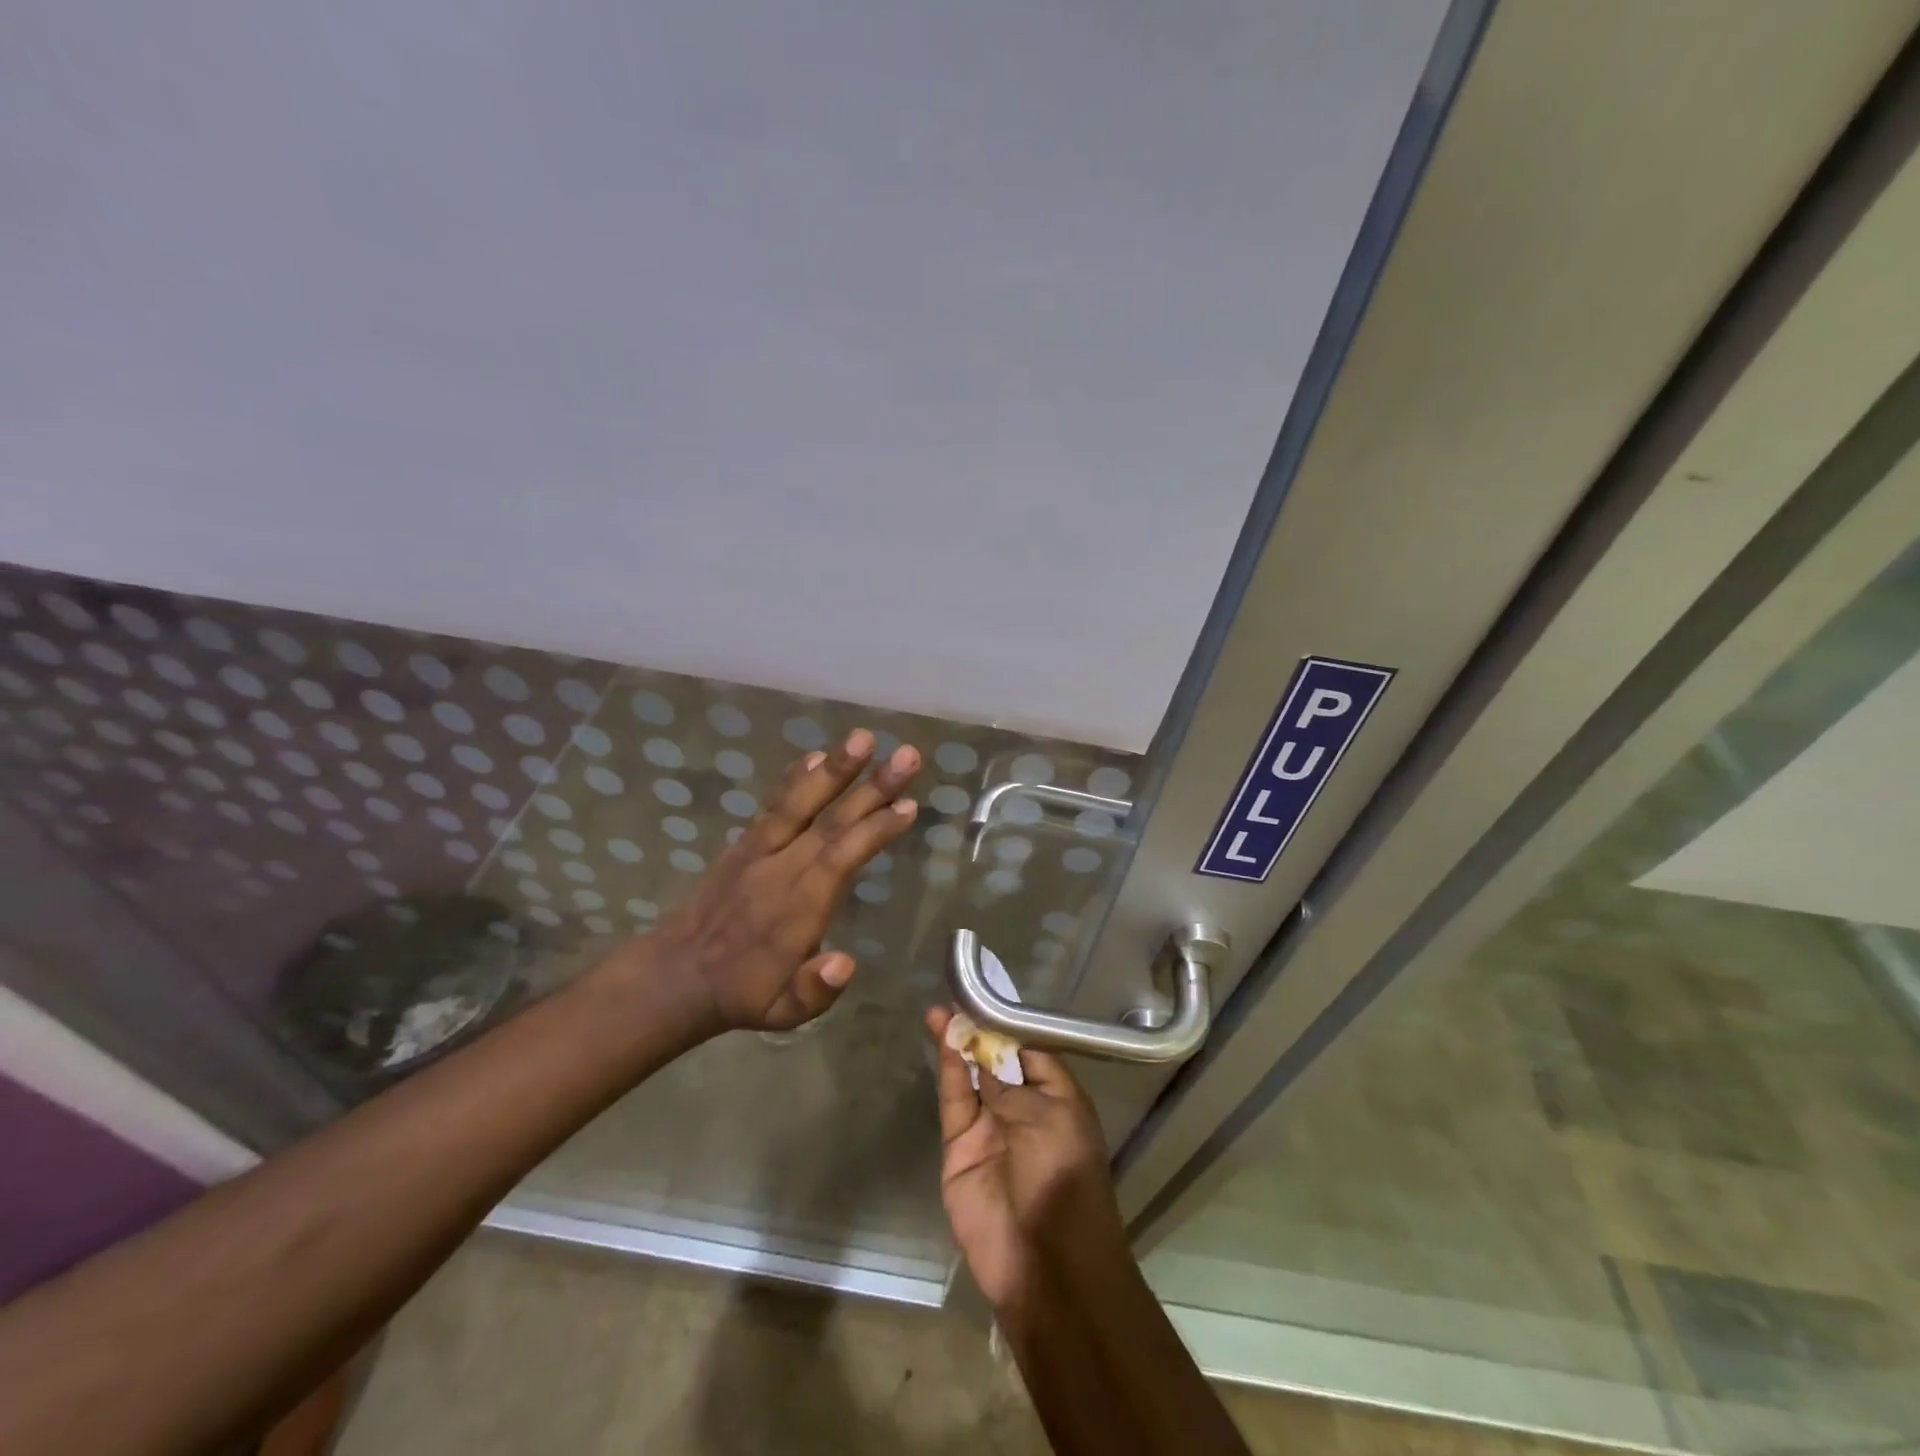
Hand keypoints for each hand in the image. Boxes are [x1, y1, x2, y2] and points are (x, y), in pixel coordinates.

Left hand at [651, 731, 919, 1033]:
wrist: (676, 974)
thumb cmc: (744, 994)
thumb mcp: (782, 1013)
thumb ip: (815, 990)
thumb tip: (846, 963)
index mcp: (797, 907)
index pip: (841, 858)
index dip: (875, 829)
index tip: (908, 804)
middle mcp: (781, 869)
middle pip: (831, 821)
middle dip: (871, 787)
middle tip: (907, 755)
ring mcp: (759, 851)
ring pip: (800, 802)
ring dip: (834, 769)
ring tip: (863, 737)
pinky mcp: (745, 844)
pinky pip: (773, 804)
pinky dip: (795, 778)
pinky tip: (816, 754)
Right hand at [926, 1006, 1127, 1313]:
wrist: (1044, 1264)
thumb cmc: (1063, 1178)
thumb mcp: (1047, 1118)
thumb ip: (1009, 1083)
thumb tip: (982, 1056)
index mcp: (1058, 1100)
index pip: (1031, 1052)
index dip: (1009, 1027)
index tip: (987, 996)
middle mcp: (1024, 1109)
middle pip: (998, 1061)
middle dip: (980, 1031)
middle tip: (958, 996)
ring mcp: (990, 1128)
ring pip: (972, 1076)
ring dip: (959, 1043)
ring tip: (942, 1011)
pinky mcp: (960, 1147)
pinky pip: (955, 1101)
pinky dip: (950, 1069)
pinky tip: (944, 1039)